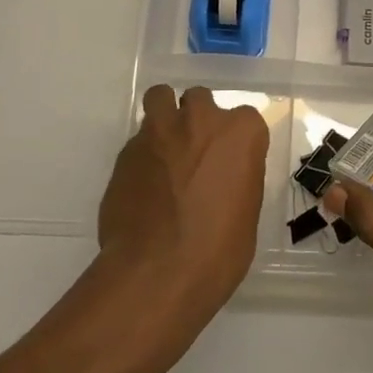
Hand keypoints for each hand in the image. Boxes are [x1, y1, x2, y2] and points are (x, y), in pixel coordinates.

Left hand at [98, 85, 267, 324]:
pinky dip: (143, 155)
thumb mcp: (246, 214)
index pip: (245, 119)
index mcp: (240, 133)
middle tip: (196, 155)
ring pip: (161, 99)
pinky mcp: (126, 151)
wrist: (157, 273)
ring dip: (165, 116)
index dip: (236, 142)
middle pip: (200, 99)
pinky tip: (143, 187)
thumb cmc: (218, 250)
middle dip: (198, 120)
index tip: (230, 164)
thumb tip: (221, 178)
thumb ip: (235, 178)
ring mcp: (159, 131)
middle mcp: (200, 119)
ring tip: (165, 150)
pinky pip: (138, 140)